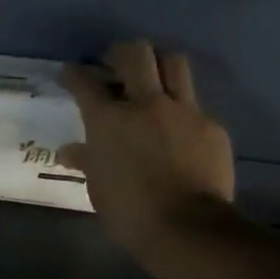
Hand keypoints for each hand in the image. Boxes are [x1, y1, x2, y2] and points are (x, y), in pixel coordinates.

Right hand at [59, 42, 236, 256]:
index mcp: (109, 119)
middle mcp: (146, 103)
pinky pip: (194, 104)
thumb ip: (85, 160)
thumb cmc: (128, 210)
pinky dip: (180, 108)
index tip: (69, 73)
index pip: (85, 83)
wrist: (186, 226)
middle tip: (114, 63)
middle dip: (121, 52)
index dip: (74, 74)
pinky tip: (176, 127)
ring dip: (158, 64)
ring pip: (173, 63)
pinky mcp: (210, 125)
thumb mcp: (97, 186)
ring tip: (151, 77)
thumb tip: (68, 151)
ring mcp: (183, 110)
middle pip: (136, 54)